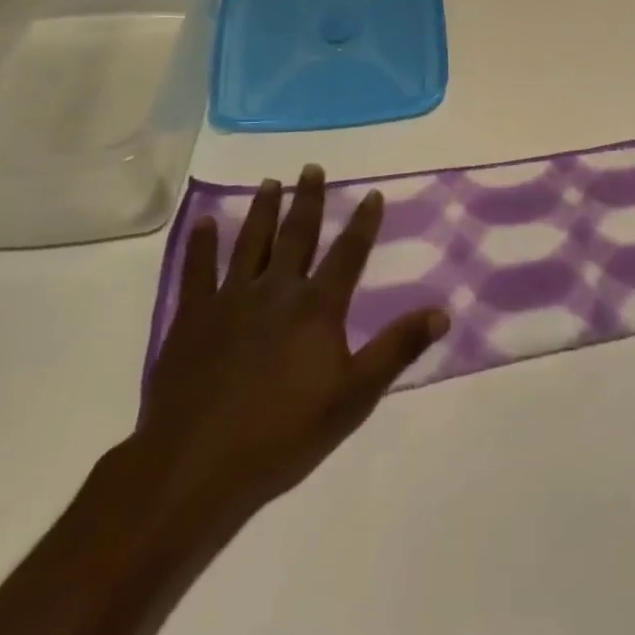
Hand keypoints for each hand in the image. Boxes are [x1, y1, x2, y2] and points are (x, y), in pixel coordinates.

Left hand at [129, 165, 448, 543]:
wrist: (195, 467)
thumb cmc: (282, 435)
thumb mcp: (353, 397)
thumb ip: (397, 349)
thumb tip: (442, 311)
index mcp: (316, 308)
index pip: (348, 253)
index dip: (363, 222)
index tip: (371, 193)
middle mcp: (276, 291)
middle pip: (296, 235)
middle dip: (307, 200)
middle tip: (312, 167)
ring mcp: (229, 301)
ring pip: (250, 243)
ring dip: (262, 210)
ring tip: (269, 182)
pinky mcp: (191, 318)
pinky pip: (197, 271)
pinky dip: (201, 244)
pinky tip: (204, 222)